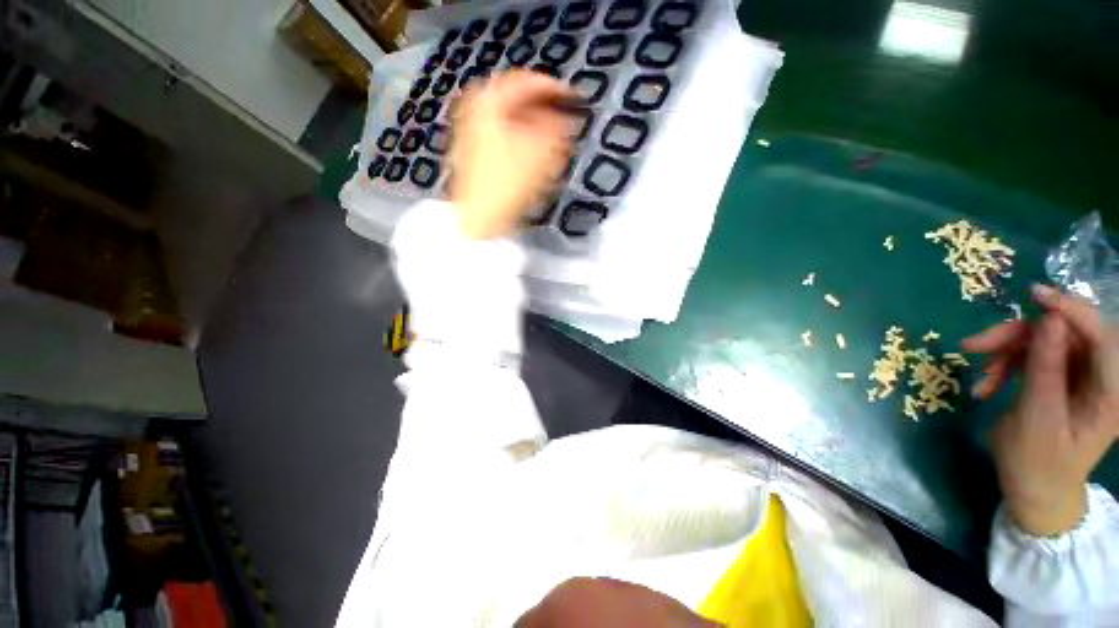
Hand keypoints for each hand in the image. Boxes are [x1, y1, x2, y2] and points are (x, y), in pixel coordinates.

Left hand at [448, 70, 575, 239]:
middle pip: (515, 99)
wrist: (478, 217)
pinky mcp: (473, 152)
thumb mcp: (541, 153)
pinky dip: (520, 138)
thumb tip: (566, 118)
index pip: (525, 81)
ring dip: (532, 124)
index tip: (573, 97)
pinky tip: (532, 153)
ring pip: (509, 119)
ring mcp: (471, 131)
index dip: (553, 87)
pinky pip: (502, 135)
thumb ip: (558, 129)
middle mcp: (475, 109)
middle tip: (561, 117)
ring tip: (551, 138)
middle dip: (542, 107)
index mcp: (489, 100)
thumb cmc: (508, 182)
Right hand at [963, 285, 1118, 535]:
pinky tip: (986, 385)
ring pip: (1044, 341)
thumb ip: (1048, 369)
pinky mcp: (1061, 379)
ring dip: (1006, 351)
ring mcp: (1080, 378)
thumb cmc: (1038, 464)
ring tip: (978, 374)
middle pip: (1065, 334)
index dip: (1072, 309)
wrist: (1034, 490)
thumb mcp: (1038, 419)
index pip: (1101, 334)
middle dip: (1019, 335)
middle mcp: (1100, 378)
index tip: (1033, 295)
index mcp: (1110, 392)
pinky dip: (1004, 365)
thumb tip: (1050, 320)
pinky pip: (1032, 357)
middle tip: (975, 346)